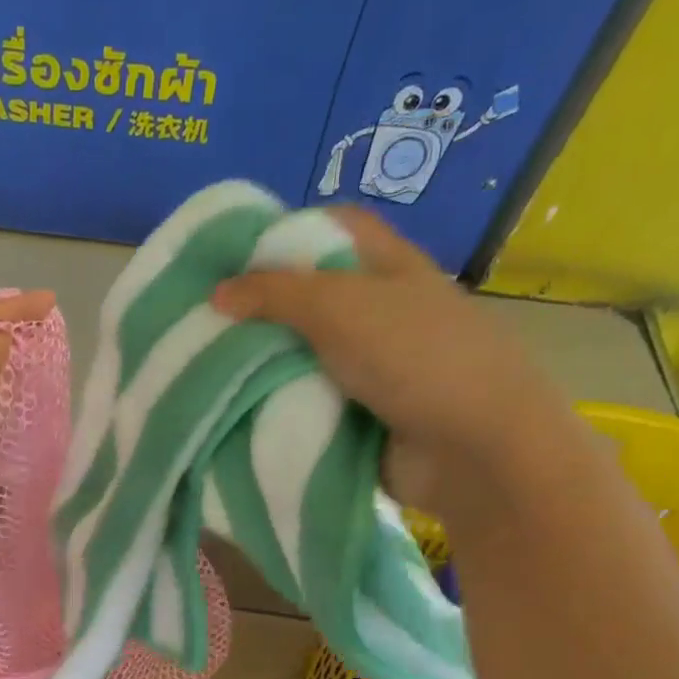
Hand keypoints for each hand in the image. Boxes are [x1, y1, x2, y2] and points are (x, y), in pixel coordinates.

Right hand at [211, 208, 572, 517]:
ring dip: (266, 363)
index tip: (235, 259)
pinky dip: (280, 404)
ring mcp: (373, 368)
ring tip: (210, 367)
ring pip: (306, 354)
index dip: (288, 233)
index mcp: (391, 267)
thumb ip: (275, 294)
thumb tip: (218, 292)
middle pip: (312, 297)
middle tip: (207, 321)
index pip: (335, 227)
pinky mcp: (361, 416)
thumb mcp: (340, 308)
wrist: (471, 451)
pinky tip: (239, 407)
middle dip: (263, 307)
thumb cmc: (415, 358)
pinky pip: (310, 401)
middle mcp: (382, 312)